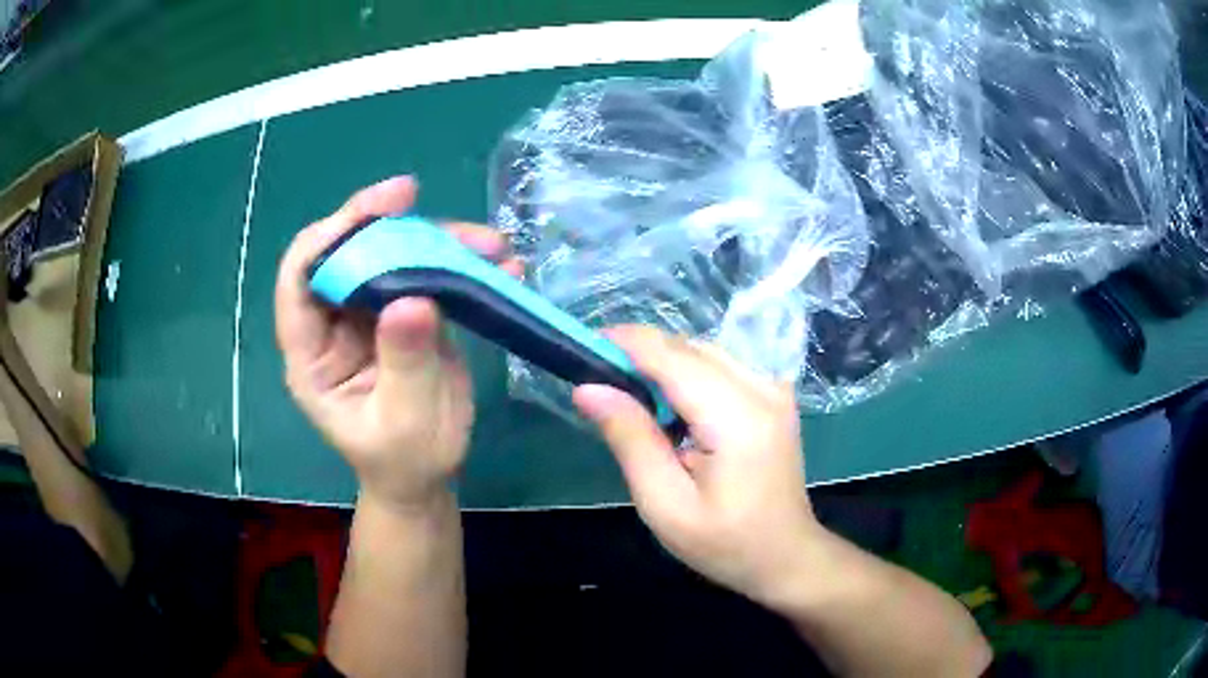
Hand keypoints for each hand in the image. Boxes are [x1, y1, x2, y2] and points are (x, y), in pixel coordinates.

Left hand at [276, 177, 521, 508]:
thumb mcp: (404, 422)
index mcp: (311, 351)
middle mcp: (334, 322)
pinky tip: (502, 267)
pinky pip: (429, 274)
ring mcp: (371, 315)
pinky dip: (464, 264)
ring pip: (394, 254)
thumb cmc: (403, 461)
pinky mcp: (407, 314)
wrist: (425, 477)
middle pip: (351, 252)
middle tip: (448, 222)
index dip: (333, 233)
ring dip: (442, 242)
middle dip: (396, 227)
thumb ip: (404, 364)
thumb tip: (414, 298)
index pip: (301, 275)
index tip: (381, 208)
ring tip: (492, 247)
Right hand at [572, 326, 817, 603]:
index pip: (672, 356)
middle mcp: (762, 388)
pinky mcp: (775, 394)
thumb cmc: (725, 543)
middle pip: (689, 348)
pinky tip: (674, 408)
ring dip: (663, 364)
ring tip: (634, 401)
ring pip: (704, 351)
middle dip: (640, 355)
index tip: (582, 348)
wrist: (786, 555)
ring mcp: (775, 387)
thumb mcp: (665, 505)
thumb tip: (588, 389)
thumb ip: (630, 440)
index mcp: (737, 417)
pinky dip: (688, 375)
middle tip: (602, 385)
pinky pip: (722, 365)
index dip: (625, 343)